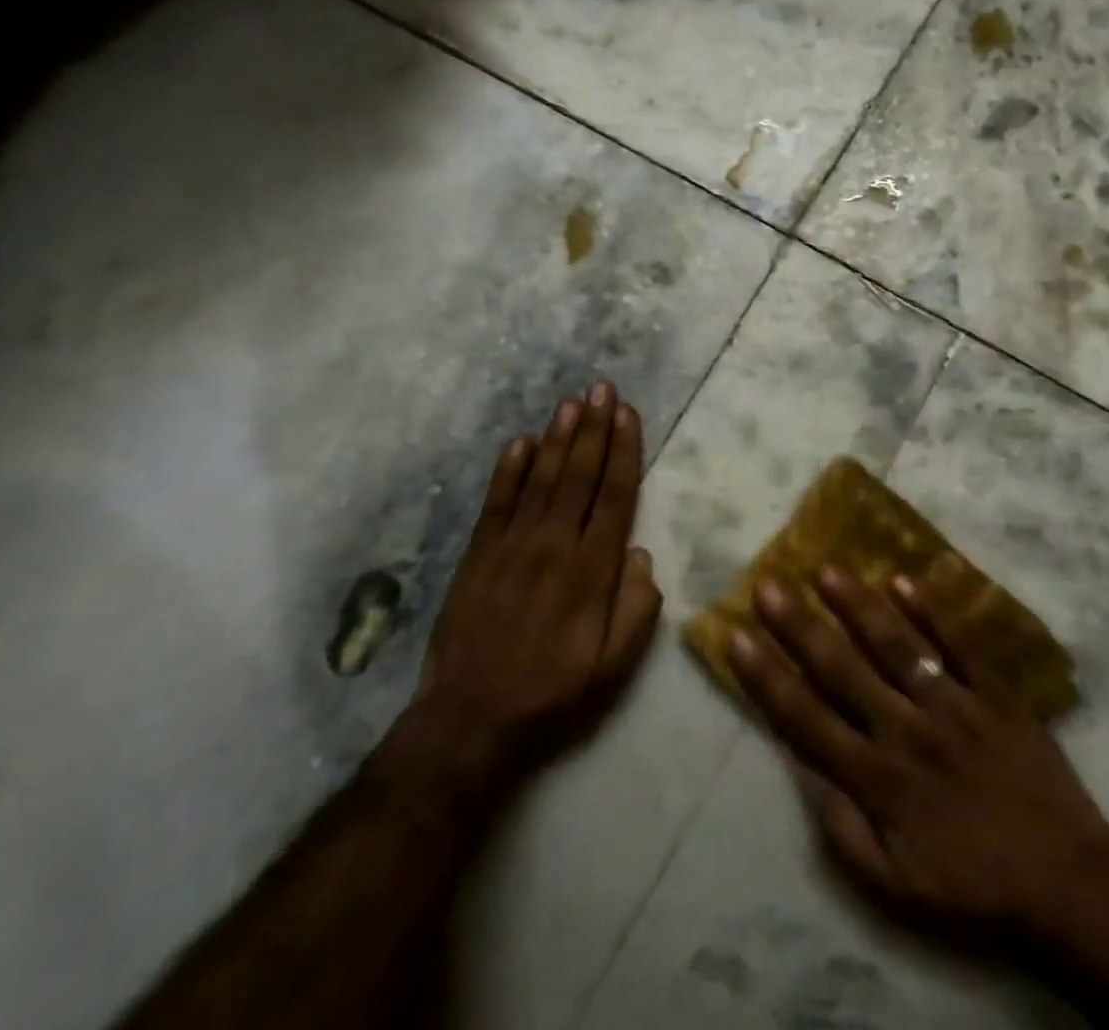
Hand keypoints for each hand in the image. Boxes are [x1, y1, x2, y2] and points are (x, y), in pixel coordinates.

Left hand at [381, 382, 661, 806]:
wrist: (469, 721)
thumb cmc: (552, 694)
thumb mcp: (614, 667)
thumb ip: (636, 609)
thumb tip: (640, 555)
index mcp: (591, 572)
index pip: (614, 497)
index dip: (623, 452)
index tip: (628, 414)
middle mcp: (553, 547)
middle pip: (578, 476)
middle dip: (594, 428)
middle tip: (602, 388)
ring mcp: (511, 547)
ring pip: (540, 479)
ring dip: (557, 438)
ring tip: (571, 402)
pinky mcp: (477, 555)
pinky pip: (496, 502)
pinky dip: (508, 469)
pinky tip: (520, 441)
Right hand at [728, 567, 1108, 951]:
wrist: (1069, 885)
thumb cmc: (975, 887)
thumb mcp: (896, 890)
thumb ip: (843, 834)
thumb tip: (804, 773)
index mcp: (879, 779)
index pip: (807, 718)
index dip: (767, 676)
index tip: (737, 636)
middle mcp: (907, 731)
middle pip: (842, 669)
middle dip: (799, 626)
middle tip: (768, 585)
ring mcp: (955, 705)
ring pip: (896, 645)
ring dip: (858, 605)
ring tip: (826, 569)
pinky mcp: (997, 693)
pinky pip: (961, 644)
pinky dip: (933, 610)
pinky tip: (903, 579)